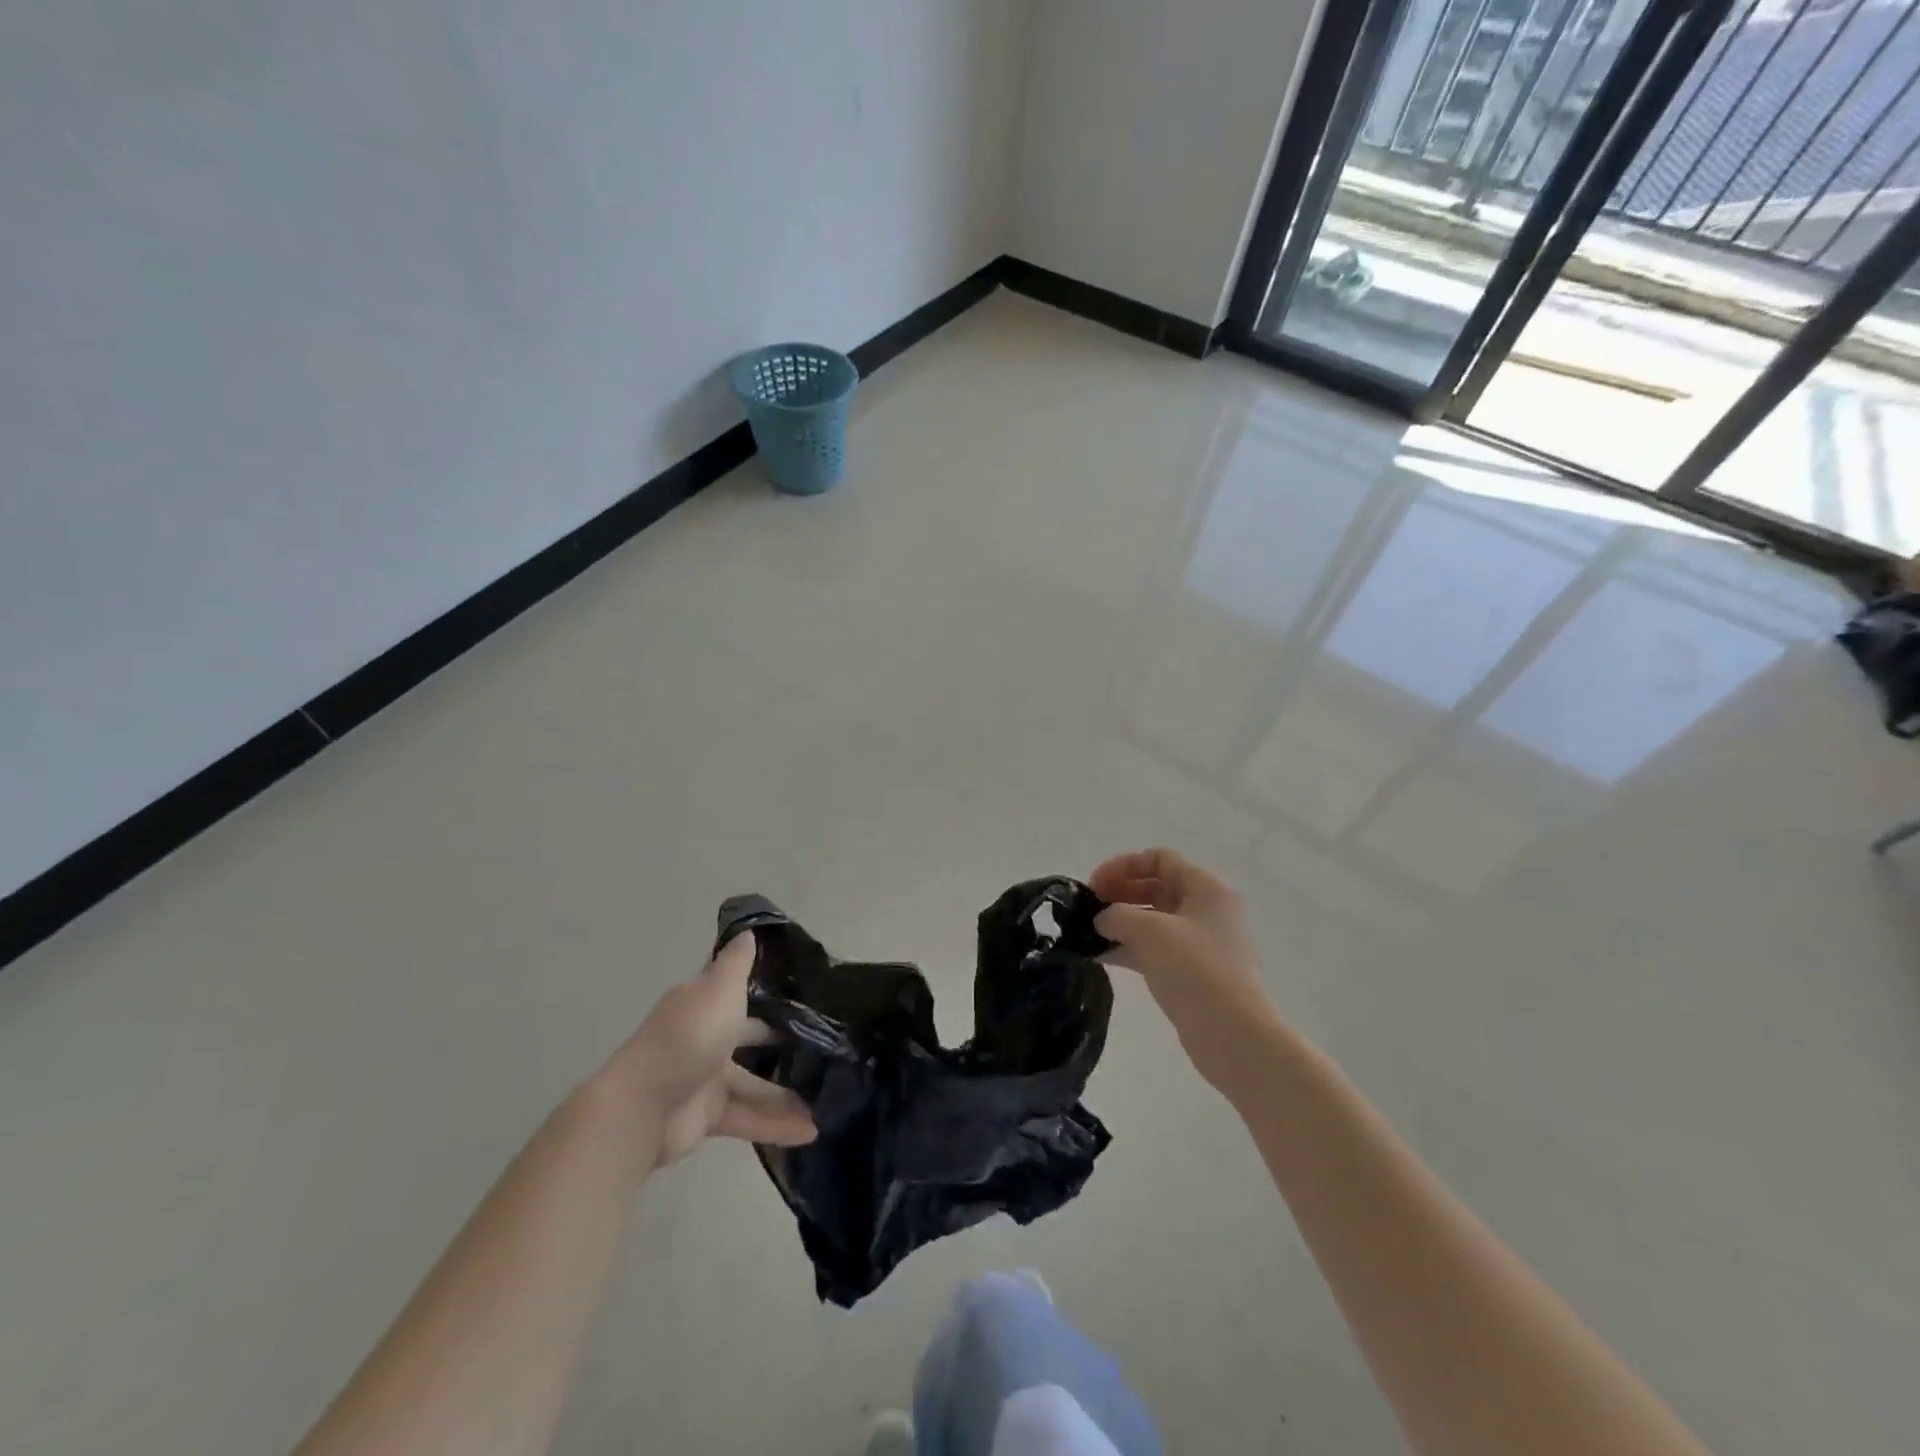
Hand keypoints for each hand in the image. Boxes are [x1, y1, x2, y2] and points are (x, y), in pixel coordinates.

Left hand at [605, 931, 815, 1167]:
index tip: (805, 986)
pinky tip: (811, 1130)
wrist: (642, 1107)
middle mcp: (705, 1036)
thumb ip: (737, 964)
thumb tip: (748, 930)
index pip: (737, 988)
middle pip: (751, 1037)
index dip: (767, 985)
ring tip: (829, 1095)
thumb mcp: (719, 989)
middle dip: (784, 1041)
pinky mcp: (708, 1116)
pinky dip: (776, 1124)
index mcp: (703, 1003)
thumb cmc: (688, 1037)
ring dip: (788, 1091)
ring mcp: (706, 1078)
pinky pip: (749, 1117)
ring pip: (755, 1083)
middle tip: (828, 1042)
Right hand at [1089, 849, 1280, 1088]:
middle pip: (1155, 886)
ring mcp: (1201, 942)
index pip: (1159, 859)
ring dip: (1121, 922)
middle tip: (1087, 909)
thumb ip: (1118, 915)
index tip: (1094, 886)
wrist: (1235, 1037)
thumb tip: (1102, 919)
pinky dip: (1129, 948)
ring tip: (1088, 934)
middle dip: (1119, 892)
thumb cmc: (1196, 971)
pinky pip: (1155, 948)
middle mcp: (1206, 909)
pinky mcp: (1193, 972)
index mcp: (1206, 887)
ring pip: (1153, 919)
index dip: (1123, 866)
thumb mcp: (1151, 932)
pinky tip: (1101, 957)